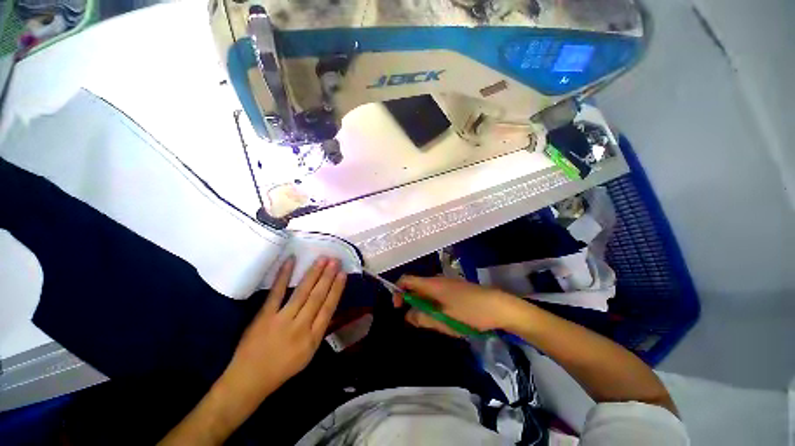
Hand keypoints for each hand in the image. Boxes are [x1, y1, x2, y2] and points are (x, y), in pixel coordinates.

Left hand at [222, 256, 346, 406]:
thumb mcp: (308, 354)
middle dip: (328, 277)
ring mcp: (281, 320)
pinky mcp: (264, 316)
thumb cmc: (282, 368)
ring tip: (322, 259)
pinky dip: (284, 276)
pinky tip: (291, 261)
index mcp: (313, 338)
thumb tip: (326, 305)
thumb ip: (318, 329)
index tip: (343, 274)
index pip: (329, 308)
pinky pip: (276, 293)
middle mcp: (300, 327)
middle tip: (335, 260)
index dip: (337, 289)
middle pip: (317, 297)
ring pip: (302, 292)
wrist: (249, 380)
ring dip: (314, 274)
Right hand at [394, 275, 527, 335]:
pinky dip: (433, 304)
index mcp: (432, 284)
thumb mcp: (444, 320)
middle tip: (417, 320)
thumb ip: (423, 318)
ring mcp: (447, 283)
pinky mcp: (455, 288)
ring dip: (424, 305)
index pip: (406, 279)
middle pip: (416, 286)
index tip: (398, 307)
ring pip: (427, 292)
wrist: (499, 306)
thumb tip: (408, 315)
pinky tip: (444, 317)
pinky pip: (437, 294)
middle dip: (411, 302)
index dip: (398, 291)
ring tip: (433, 321)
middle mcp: (437, 280)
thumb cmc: (470, 313)